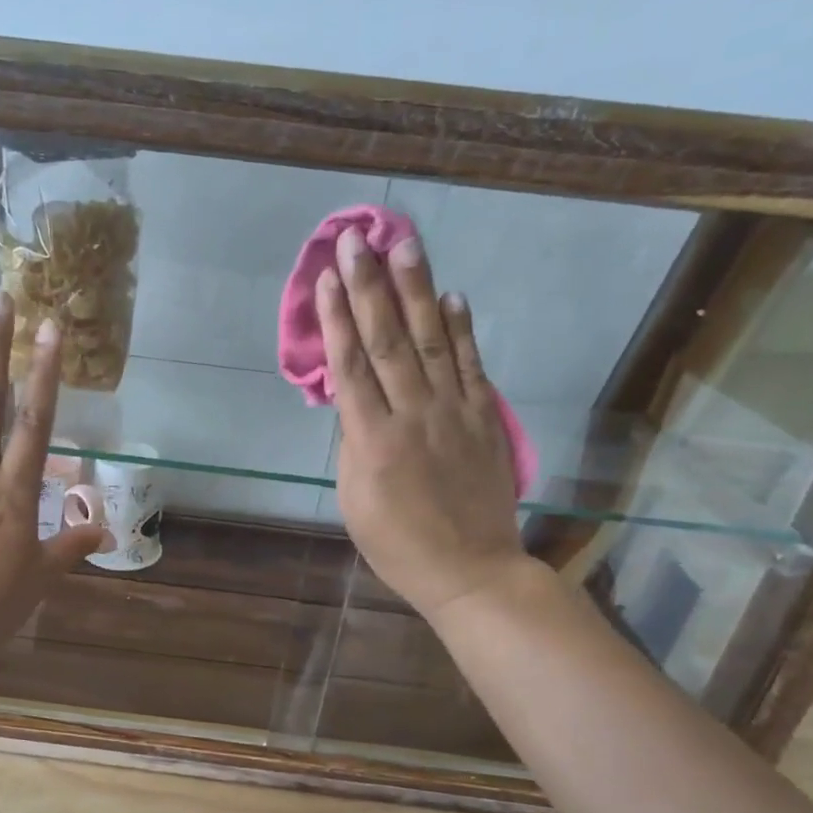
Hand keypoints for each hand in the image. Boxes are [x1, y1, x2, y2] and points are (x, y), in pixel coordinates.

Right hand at [320, 228, 531, 622]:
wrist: (470, 570)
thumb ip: (353, 442)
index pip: (351, 366)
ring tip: (405, 247)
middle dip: (369, 288)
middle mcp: (413, 415)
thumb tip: (352, 397)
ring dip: (418, 292)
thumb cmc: (397, 542)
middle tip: (356, 242)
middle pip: (388, 341)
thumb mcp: (354, 499)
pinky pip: (472, 366)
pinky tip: (453, 298)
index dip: (336, 319)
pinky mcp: (485, 418)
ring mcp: (455, 413)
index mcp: (373, 440)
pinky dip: (462, 330)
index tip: (326, 278)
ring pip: (431, 342)